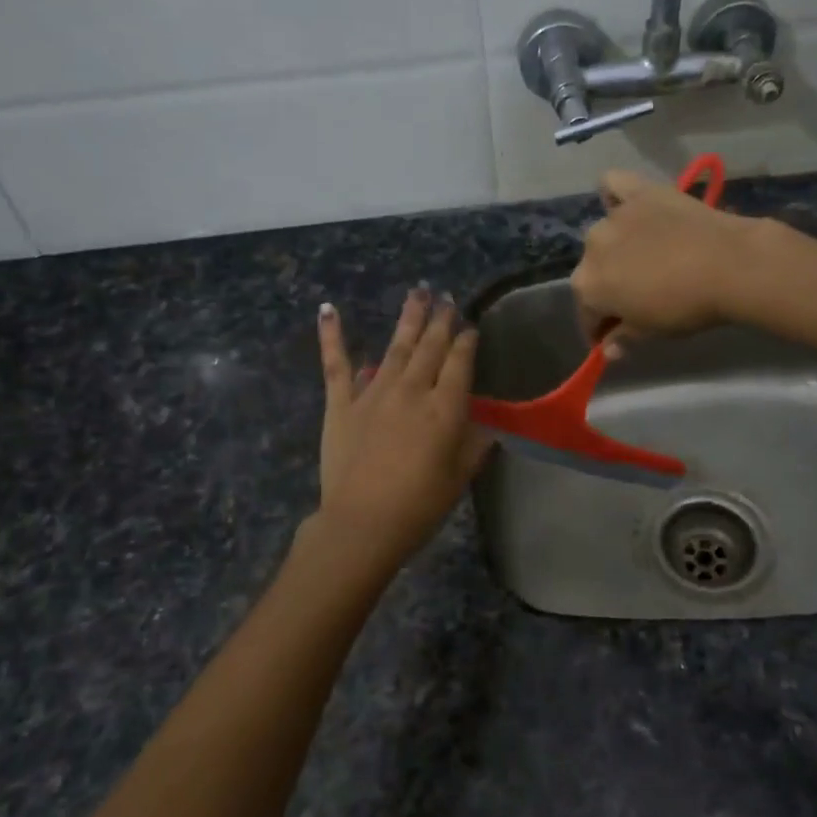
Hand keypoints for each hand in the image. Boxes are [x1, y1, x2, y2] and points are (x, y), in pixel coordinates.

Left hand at [313, 288, 489, 571]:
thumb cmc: (419, 505)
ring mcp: (374, 392)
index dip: (467, 342)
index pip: (460, 363)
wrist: (363, 523)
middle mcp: (413, 390)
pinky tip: (328, 309)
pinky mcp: (342, 403)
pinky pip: (336, 364)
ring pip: (396, 347)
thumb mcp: (459, 477)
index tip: (472, 327)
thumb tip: (488, 427)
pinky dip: (332, 335)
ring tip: (417, 293)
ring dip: (408, 318)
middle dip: (441, 320)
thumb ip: (475, 446)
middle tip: (446, 297)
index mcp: (445, 408)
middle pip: (430, 347)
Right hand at [570, 169, 767, 353]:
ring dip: (614, 249)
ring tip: (641, 258)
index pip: (586, 314)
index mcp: (588, 285)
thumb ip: (623, 338)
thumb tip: (608, 349)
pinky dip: (614, 196)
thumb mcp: (652, 332)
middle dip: (607, 289)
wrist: (729, 264)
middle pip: (593, 273)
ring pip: (604, 235)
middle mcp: (591, 246)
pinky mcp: (640, 191)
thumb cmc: (686, 306)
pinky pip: (614, 186)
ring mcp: (615, 215)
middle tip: (634, 300)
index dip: (599, 329)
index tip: (613, 338)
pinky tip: (628, 208)